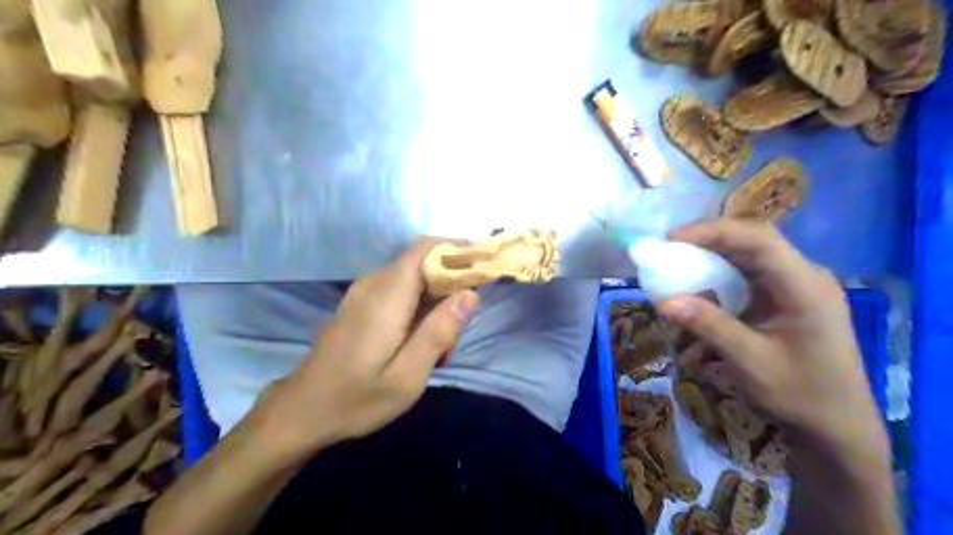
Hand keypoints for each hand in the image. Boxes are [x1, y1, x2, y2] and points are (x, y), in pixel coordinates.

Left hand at [246, 240, 476, 461]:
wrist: (301, 411)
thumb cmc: (355, 398)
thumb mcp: (407, 377)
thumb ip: (438, 332)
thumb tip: (469, 294)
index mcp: (386, 295)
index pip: (424, 249)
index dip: (455, 250)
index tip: (481, 268)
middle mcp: (373, 283)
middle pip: (421, 261)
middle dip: (450, 280)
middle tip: (463, 321)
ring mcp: (363, 292)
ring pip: (412, 275)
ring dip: (435, 296)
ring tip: (443, 340)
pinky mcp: (359, 303)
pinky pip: (398, 288)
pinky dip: (419, 303)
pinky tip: (419, 339)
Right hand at [656, 220, 885, 457]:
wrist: (837, 427)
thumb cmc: (801, 395)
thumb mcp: (751, 362)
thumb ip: (709, 326)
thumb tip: (663, 302)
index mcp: (805, 286)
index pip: (758, 239)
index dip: (713, 232)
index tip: (671, 239)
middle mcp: (802, 277)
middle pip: (749, 244)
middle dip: (705, 244)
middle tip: (667, 252)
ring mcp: (793, 288)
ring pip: (743, 261)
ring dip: (707, 266)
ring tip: (674, 276)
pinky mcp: (782, 301)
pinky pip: (743, 282)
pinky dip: (715, 288)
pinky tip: (695, 306)